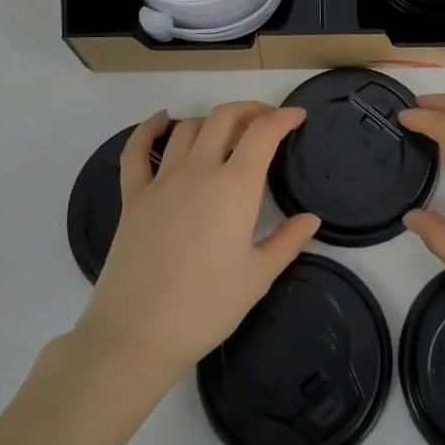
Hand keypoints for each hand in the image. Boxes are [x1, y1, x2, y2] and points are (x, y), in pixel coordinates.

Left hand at [76, 102, 318, 381]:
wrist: (137, 333)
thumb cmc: (206, 308)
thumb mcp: (258, 277)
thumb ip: (287, 241)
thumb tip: (311, 219)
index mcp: (235, 187)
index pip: (263, 133)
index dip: (283, 117)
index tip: (297, 116)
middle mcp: (199, 171)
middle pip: (224, 118)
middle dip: (250, 110)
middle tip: (266, 121)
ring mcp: (161, 180)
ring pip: (187, 128)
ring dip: (211, 120)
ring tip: (226, 131)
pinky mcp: (133, 196)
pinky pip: (136, 151)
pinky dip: (149, 128)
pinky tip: (162, 121)